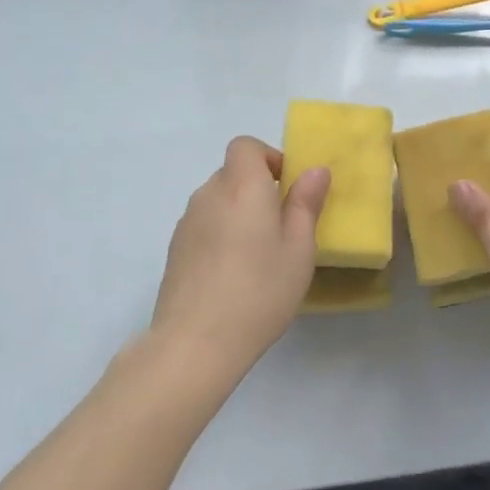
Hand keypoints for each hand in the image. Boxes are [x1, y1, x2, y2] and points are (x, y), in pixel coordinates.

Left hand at [150, 137, 329, 380]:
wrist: (195, 343)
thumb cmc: (259, 291)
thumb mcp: (298, 249)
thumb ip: (305, 204)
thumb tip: (315, 170)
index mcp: (242, 187)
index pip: (245, 146)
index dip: (267, 158)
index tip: (286, 188)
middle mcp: (209, 195)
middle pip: (232, 173)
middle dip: (257, 189)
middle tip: (280, 227)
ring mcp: (187, 223)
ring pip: (217, 201)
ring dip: (238, 213)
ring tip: (257, 255)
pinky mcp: (175, 250)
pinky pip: (203, 226)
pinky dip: (220, 235)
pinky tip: (232, 274)